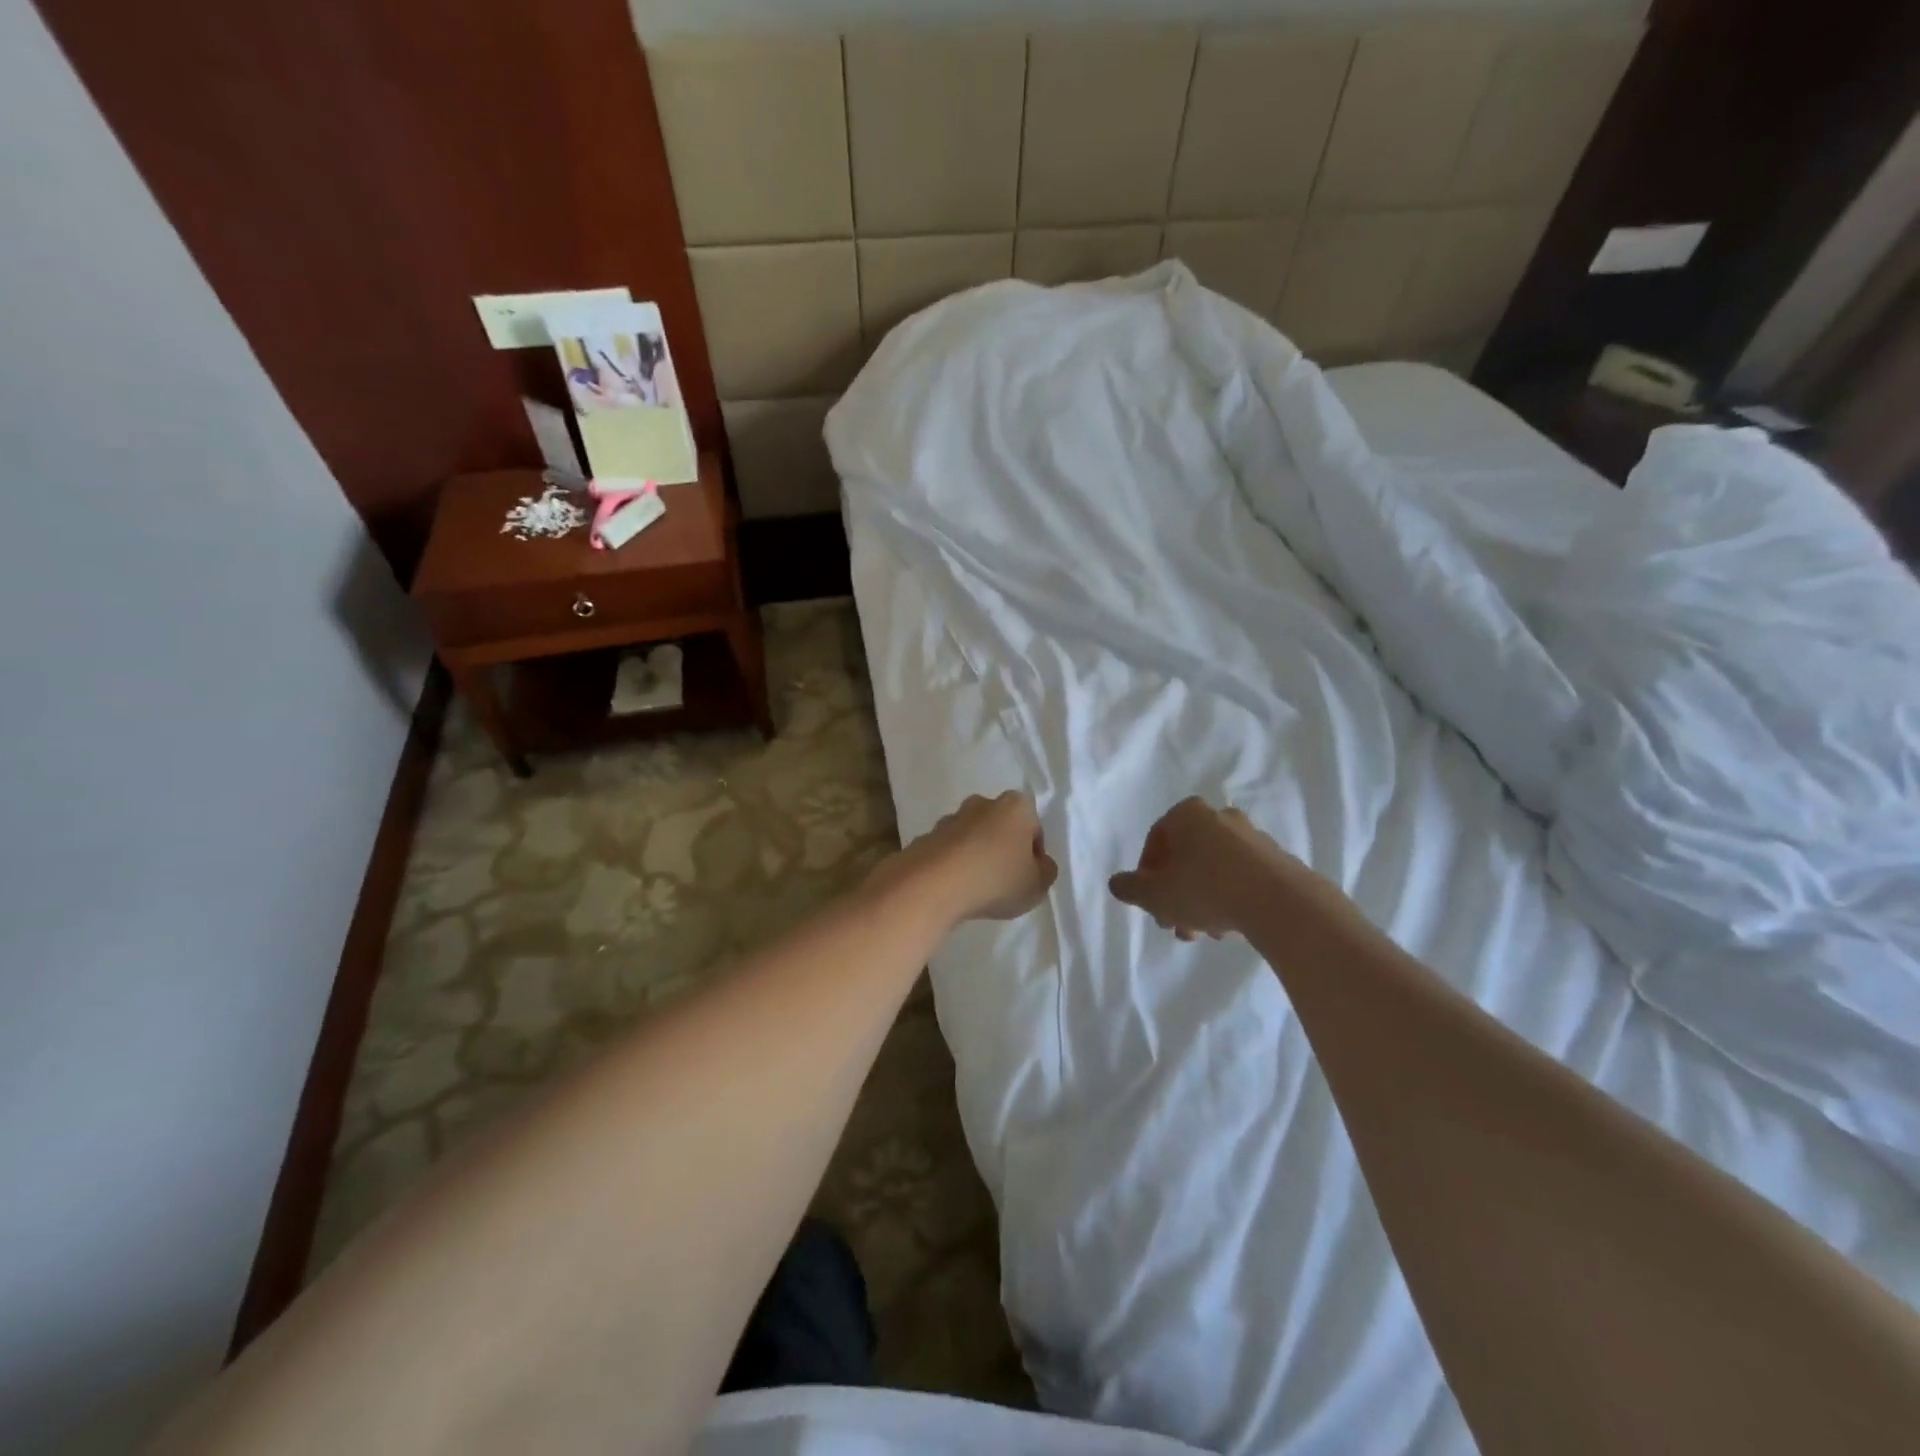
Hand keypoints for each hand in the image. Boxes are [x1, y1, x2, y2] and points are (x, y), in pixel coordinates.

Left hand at [874, 791, 1057, 925]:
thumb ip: (1045, 871)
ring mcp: (951, 818)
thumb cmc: (996, 879)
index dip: (1034, 854)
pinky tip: (954, 887)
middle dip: (1003, 848)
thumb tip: (1040, 864)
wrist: (934, 884)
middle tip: (1004, 880)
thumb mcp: (1037, 885)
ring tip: (976, 887)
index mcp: (1016, 806)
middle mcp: (982, 803)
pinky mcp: (926, 836)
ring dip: (976, 855)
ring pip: (972, 837)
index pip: (1033, 828)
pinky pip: (948, 851)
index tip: (1028, 877)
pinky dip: (952, 864)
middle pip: (1000, 827)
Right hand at [1109, 798, 1311, 940]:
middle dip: (1175, 893)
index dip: (1147, 874)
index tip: (1150, 902)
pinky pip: (1241, 877)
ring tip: (1203, 933)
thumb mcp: (1156, 895)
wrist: (1279, 902)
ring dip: (1201, 900)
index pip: (1156, 840)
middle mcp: (1219, 817)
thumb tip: (1116, 884)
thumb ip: (1131, 889)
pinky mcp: (1276, 860)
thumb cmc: (1205, 889)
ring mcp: (1251, 837)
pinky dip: (1229, 898)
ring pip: (1213, 870)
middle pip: (1186, 857)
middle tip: (1173, 923)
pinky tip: (1228, 926)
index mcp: (1187, 815)